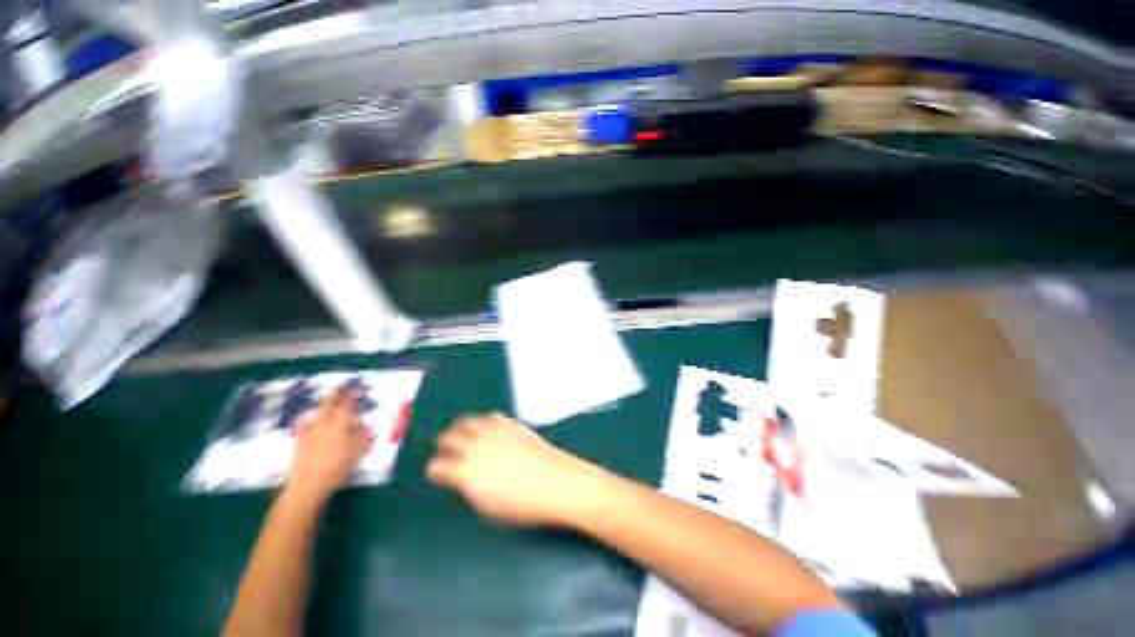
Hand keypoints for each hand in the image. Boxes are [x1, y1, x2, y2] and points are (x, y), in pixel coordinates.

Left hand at [286, 387, 373, 506]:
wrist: (308, 483)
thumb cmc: (338, 466)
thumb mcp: (358, 451)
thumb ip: (363, 435)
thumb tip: (366, 426)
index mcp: (340, 423)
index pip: (347, 403)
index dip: (352, 395)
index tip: (358, 390)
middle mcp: (324, 422)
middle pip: (328, 403)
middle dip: (335, 393)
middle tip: (341, 387)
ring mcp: (309, 430)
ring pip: (316, 412)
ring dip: (323, 405)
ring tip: (327, 403)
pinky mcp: (299, 440)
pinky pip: (304, 424)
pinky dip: (309, 419)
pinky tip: (310, 421)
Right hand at [426, 413, 609, 526]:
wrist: (555, 482)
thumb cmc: (521, 505)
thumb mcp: (487, 507)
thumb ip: (469, 488)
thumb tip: (461, 478)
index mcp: (466, 472)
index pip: (438, 465)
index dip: (435, 470)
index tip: (437, 473)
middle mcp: (476, 446)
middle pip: (449, 437)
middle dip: (444, 444)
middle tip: (445, 450)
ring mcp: (494, 431)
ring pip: (467, 421)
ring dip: (460, 427)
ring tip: (461, 433)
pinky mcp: (510, 423)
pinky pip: (490, 416)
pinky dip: (483, 421)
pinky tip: (486, 428)